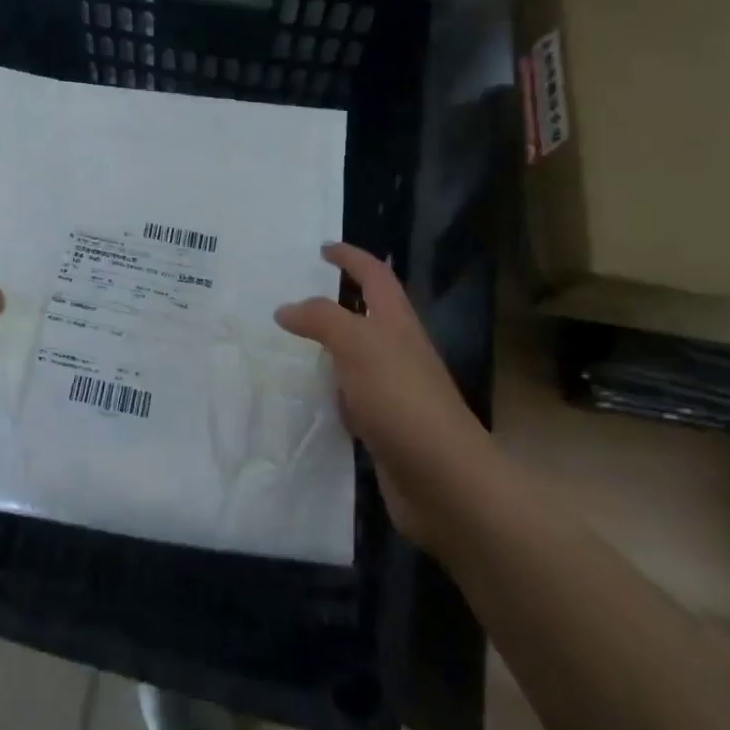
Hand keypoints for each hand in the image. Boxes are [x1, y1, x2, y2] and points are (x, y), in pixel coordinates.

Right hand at [275, 242, 488, 537]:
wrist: (443, 481)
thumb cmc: (402, 399)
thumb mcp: (358, 344)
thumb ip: (320, 319)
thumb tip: (285, 309)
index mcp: (397, 324)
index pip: (375, 276)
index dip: (351, 257)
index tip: (322, 248)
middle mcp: (397, 352)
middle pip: (366, 315)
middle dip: (334, 301)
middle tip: (291, 296)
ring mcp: (392, 391)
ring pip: (353, 358)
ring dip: (325, 348)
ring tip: (285, 344)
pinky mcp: (382, 426)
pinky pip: (347, 397)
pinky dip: (325, 391)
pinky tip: (302, 397)